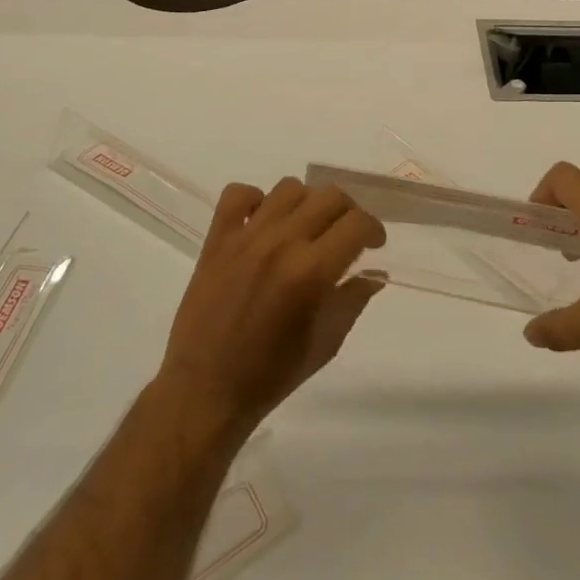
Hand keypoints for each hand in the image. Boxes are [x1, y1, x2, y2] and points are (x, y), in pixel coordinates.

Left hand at [156, 177, 386, 439]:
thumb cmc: (270, 376)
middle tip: (344, 235)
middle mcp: (282, 243)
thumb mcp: (325, 344)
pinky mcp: (217, 239)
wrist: (204, 392)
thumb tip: (375, 274)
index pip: (357, 223)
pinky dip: (254, 199)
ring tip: (304, 228)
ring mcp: (246, 237)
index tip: (374, 243)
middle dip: (347, 212)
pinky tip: (262, 222)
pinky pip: (237, 194)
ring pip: (289, 188)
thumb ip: (352, 301)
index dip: (373, 229)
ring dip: (306, 204)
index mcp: (311, 272)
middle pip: (329, 196)